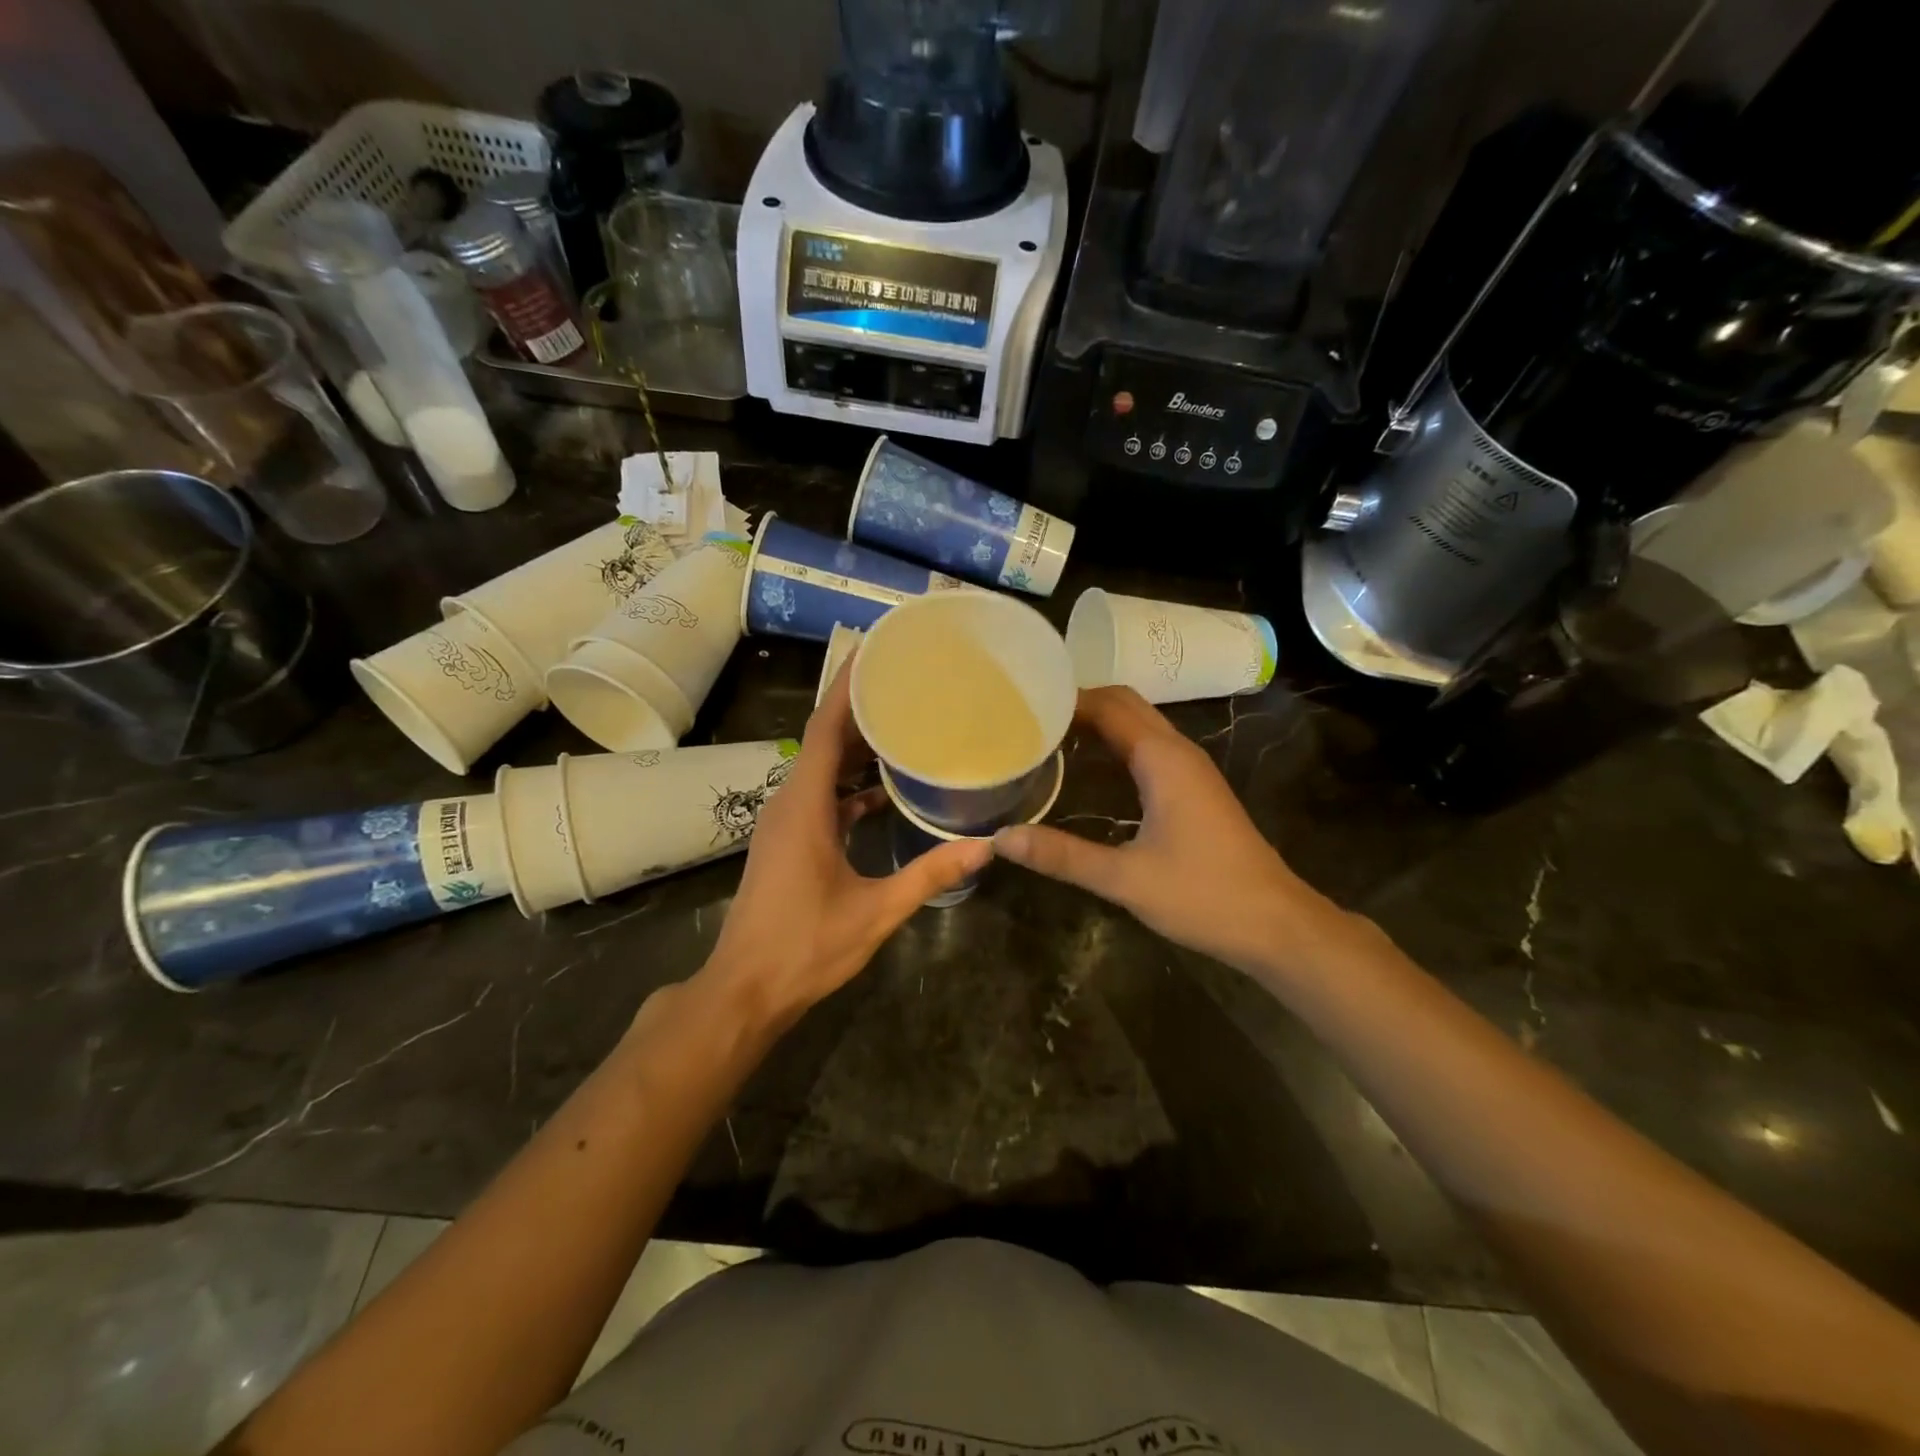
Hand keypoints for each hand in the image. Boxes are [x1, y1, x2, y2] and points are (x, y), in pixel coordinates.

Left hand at [697, 657, 990, 1031]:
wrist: (746, 990)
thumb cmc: (805, 947)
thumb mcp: (875, 911)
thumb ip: (930, 875)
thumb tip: (985, 847)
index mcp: (804, 806)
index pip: (823, 729)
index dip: (847, 688)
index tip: (876, 652)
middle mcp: (789, 803)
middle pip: (823, 740)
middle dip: (860, 710)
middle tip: (905, 683)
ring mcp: (785, 823)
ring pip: (821, 769)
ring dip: (856, 748)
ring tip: (903, 725)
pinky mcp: (788, 842)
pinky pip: (820, 796)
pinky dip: (850, 786)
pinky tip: (884, 791)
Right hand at [993, 686, 1346, 979]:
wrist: (1276, 924)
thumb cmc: (1204, 896)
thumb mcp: (1125, 879)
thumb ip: (1062, 856)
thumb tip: (1001, 839)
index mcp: (1162, 759)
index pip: (1108, 705)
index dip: (1066, 699)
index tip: (1022, 705)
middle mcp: (1178, 752)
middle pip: (1125, 704)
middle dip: (1079, 703)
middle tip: (1029, 718)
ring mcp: (1191, 769)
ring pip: (1140, 724)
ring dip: (1098, 721)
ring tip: (1048, 736)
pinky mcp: (1195, 789)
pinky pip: (1149, 747)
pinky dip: (1116, 744)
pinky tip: (1089, 770)